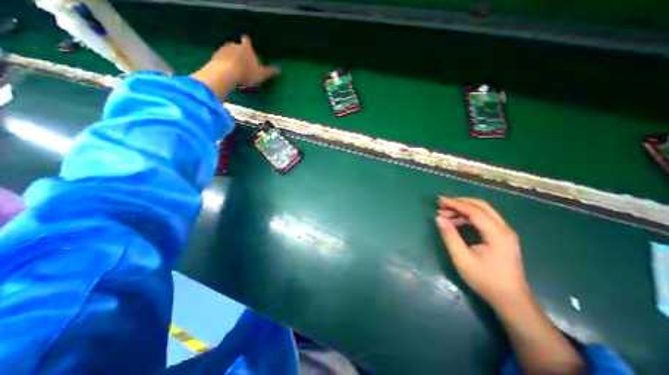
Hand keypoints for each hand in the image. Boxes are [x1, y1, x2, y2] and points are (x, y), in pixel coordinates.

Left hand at [210, 35, 279, 85]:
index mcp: (246, 49)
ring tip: (235, 69)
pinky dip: (224, 63)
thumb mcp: (261, 74)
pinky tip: (227, 72)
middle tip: (243, 64)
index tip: (247, 43)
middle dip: (240, 53)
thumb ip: (270, 72)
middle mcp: (235, 45)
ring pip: (229, 52)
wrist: (226, 73)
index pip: (247, 41)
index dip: (247, 42)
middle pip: (237, 46)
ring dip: (231, 58)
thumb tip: (280, 70)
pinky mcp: (216, 55)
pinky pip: (221, 58)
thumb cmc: (246, 73)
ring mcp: (224, 49)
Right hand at [437, 196, 529, 307]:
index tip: (439, 200)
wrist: (511, 300)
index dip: (455, 203)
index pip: (474, 210)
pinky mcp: (501, 236)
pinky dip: (468, 217)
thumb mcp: (462, 259)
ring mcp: (505, 232)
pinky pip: (483, 219)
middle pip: (481, 206)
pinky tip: (456, 222)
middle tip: (441, 204)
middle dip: (459, 202)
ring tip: (445, 214)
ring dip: (463, 209)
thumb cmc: (485, 280)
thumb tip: (438, 218)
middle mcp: (504, 228)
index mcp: (497, 234)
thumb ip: (450, 236)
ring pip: (482, 211)